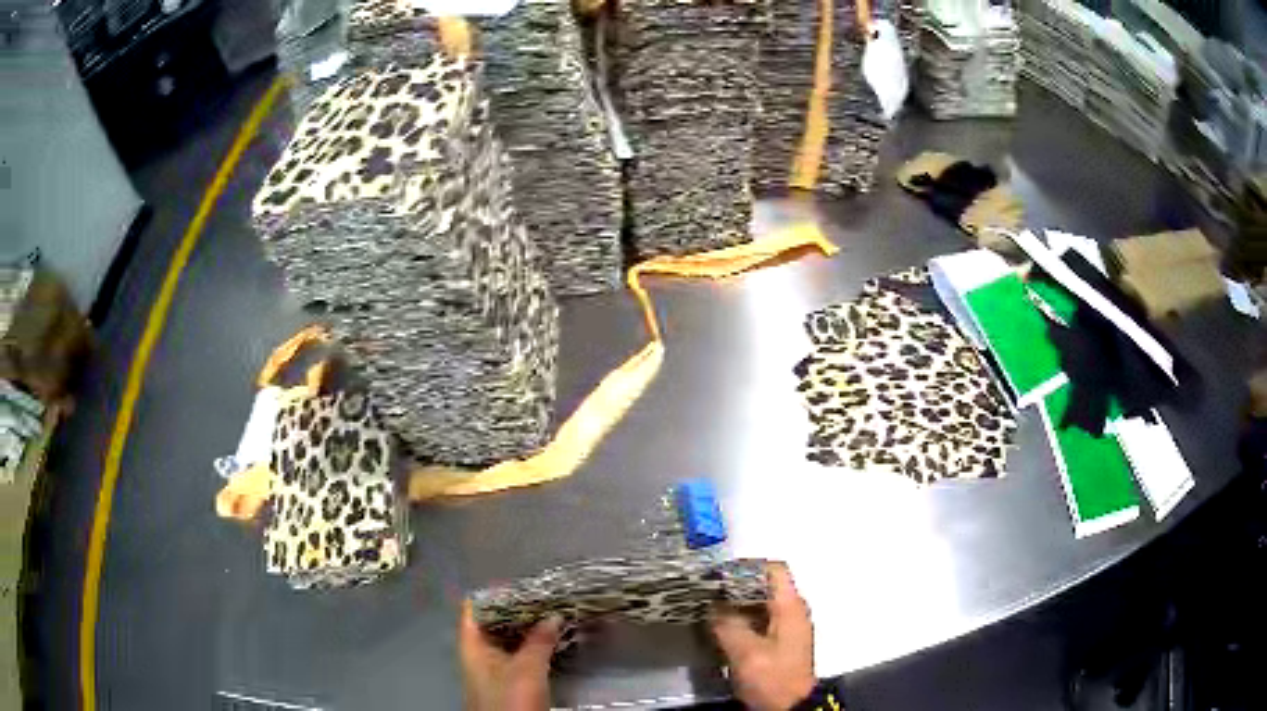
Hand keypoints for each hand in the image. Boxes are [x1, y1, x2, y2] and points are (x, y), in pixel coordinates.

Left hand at [459, 601, 560, 710]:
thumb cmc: (511, 698)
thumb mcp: (528, 668)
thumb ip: (540, 640)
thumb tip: (553, 615)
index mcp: (472, 645)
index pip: (475, 607)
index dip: (495, 594)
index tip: (522, 586)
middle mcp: (478, 654)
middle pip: (493, 623)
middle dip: (518, 611)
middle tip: (545, 599)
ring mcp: (492, 669)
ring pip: (507, 640)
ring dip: (527, 629)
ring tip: (552, 616)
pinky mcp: (507, 683)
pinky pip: (518, 654)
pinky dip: (531, 645)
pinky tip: (550, 642)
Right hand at [710, 563, 815, 710]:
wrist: (790, 707)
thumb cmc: (772, 676)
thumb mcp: (746, 652)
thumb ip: (728, 624)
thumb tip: (711, 604)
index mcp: (790, 606)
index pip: (773, 569)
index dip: (746, 566)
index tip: (718, 574)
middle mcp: (792, 611)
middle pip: (765, 585)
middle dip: (735, 585)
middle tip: (706, 590)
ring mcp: (787, 627)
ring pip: (760, 603)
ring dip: (735, 603)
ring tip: (706, 607)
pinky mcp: (779, 642)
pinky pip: (759, 620)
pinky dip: (740, 618)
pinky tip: (718, 627)